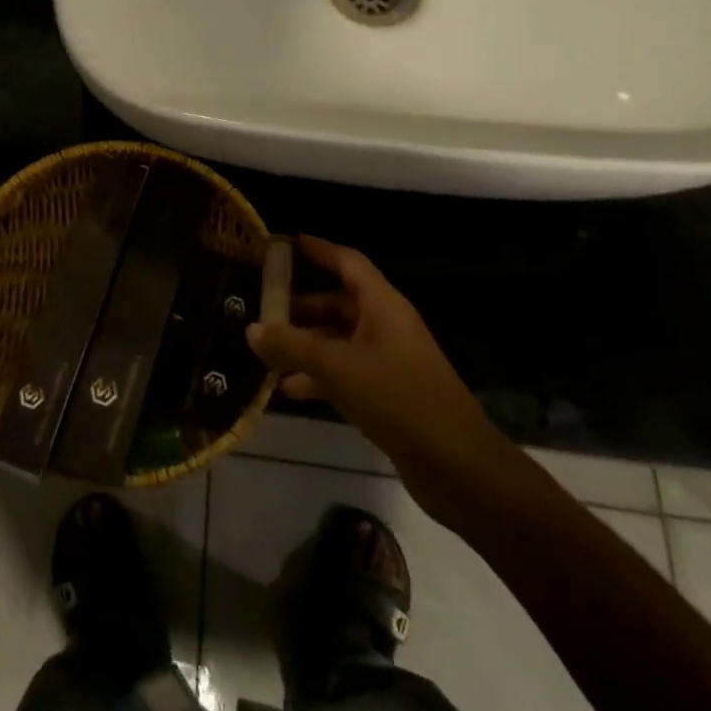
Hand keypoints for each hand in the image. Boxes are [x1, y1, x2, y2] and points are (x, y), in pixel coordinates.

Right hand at [248, 236, 512, 525]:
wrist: (458, 468)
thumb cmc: (399, 400)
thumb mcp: (337, 367)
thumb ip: (291, 346)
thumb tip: (252, 329)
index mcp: (383, 306)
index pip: (348, 262)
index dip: (318, 250)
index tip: (285, 243)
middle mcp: (386, 326)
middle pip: (338, 303)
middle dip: (300, 306)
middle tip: (262, 308)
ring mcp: (388, 362)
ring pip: (338, 341)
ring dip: (305, 345)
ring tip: (266, 352)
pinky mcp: (388, 395)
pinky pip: (345, 373)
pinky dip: (318, 376)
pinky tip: (288, 389)